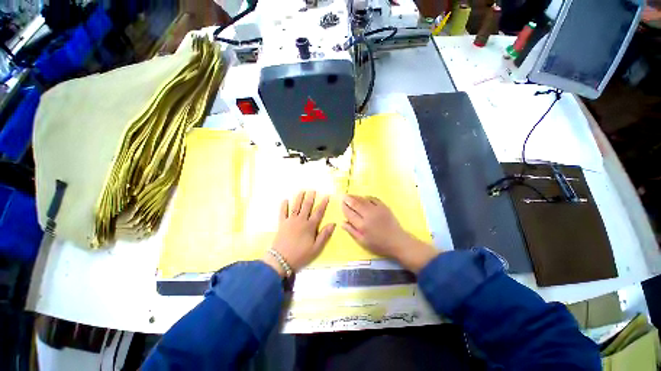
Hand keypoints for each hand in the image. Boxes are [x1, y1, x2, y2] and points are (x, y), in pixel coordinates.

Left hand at [263, 191, 335, 275]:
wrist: (281, 260)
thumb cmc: (301, 255)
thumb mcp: (316, 248)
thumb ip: (324, 235)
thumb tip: (333, 223)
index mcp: (310, 226)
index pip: (318, 212)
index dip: (323, 204)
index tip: (326, 196)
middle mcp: (301, 220)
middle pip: (306, 206)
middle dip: (310, 197)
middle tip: (312, 190)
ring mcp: (290, 221)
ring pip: (295, 206)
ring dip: (299, 198)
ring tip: (302, 191)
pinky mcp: (282, 224)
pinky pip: (282, 212)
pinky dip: (284, 206)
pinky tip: (285, 200)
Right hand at [341, 195, 439, 272]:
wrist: (397, 241)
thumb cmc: (379, 244)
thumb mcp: (363, 242)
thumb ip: (352, 231)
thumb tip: (342, 222)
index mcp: (362, 225)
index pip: (349, 213)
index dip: (344, 207)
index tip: (341, 203)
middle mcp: (368, 215)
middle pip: (355, 204)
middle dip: (348, 199)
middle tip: (344, 196)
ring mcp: (377, 210)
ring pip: (363, 200)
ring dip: (356, 196)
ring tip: (351, 195)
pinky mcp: (384, 207)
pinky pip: (373, 198)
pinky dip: (367, 197)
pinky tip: (364, 197)